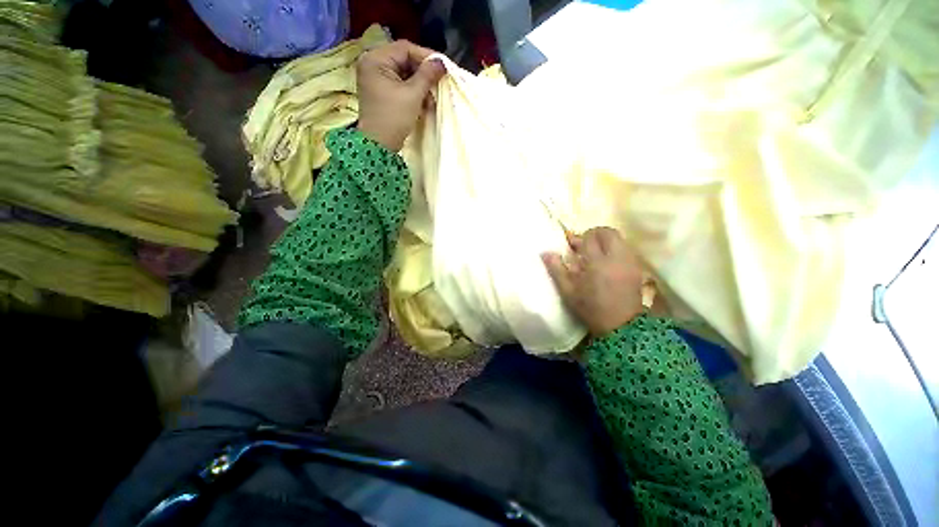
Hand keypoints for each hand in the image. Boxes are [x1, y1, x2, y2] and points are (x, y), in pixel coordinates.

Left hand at [356, 40, 445, 150]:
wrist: (380, 146)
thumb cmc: (394, 118)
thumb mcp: (413, 95)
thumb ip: (427, 75)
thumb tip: (442, 62)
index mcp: (375, 59)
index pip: (405, 49)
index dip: (426, 56)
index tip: (443, 67)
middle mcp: (372, 64)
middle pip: (404, 61)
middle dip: (423, 74)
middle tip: (438, 84)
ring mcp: (376, 79)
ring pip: (404, 74)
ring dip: (420, 86)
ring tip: (431, 100)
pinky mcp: (381, 92)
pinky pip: (400, 85)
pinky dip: (413, 93)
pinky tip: (423, 104)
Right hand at [542, 227, 645, 336]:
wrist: (621, 326)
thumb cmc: (590, 308)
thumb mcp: (568, 291)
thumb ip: (557, 270)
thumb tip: (545, 253)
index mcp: (597, 262)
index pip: (589, 237)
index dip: (578, 238)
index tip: (571, 244)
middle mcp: (616, 257)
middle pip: (608, 232)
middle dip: (595, 234)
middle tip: (584, 245)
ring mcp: (629, 261)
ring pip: (619, 239)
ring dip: (605, 241)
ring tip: (595, 253)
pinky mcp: (637, 268)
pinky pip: (626, 249)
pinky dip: (615, 249)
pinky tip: (607, 262)